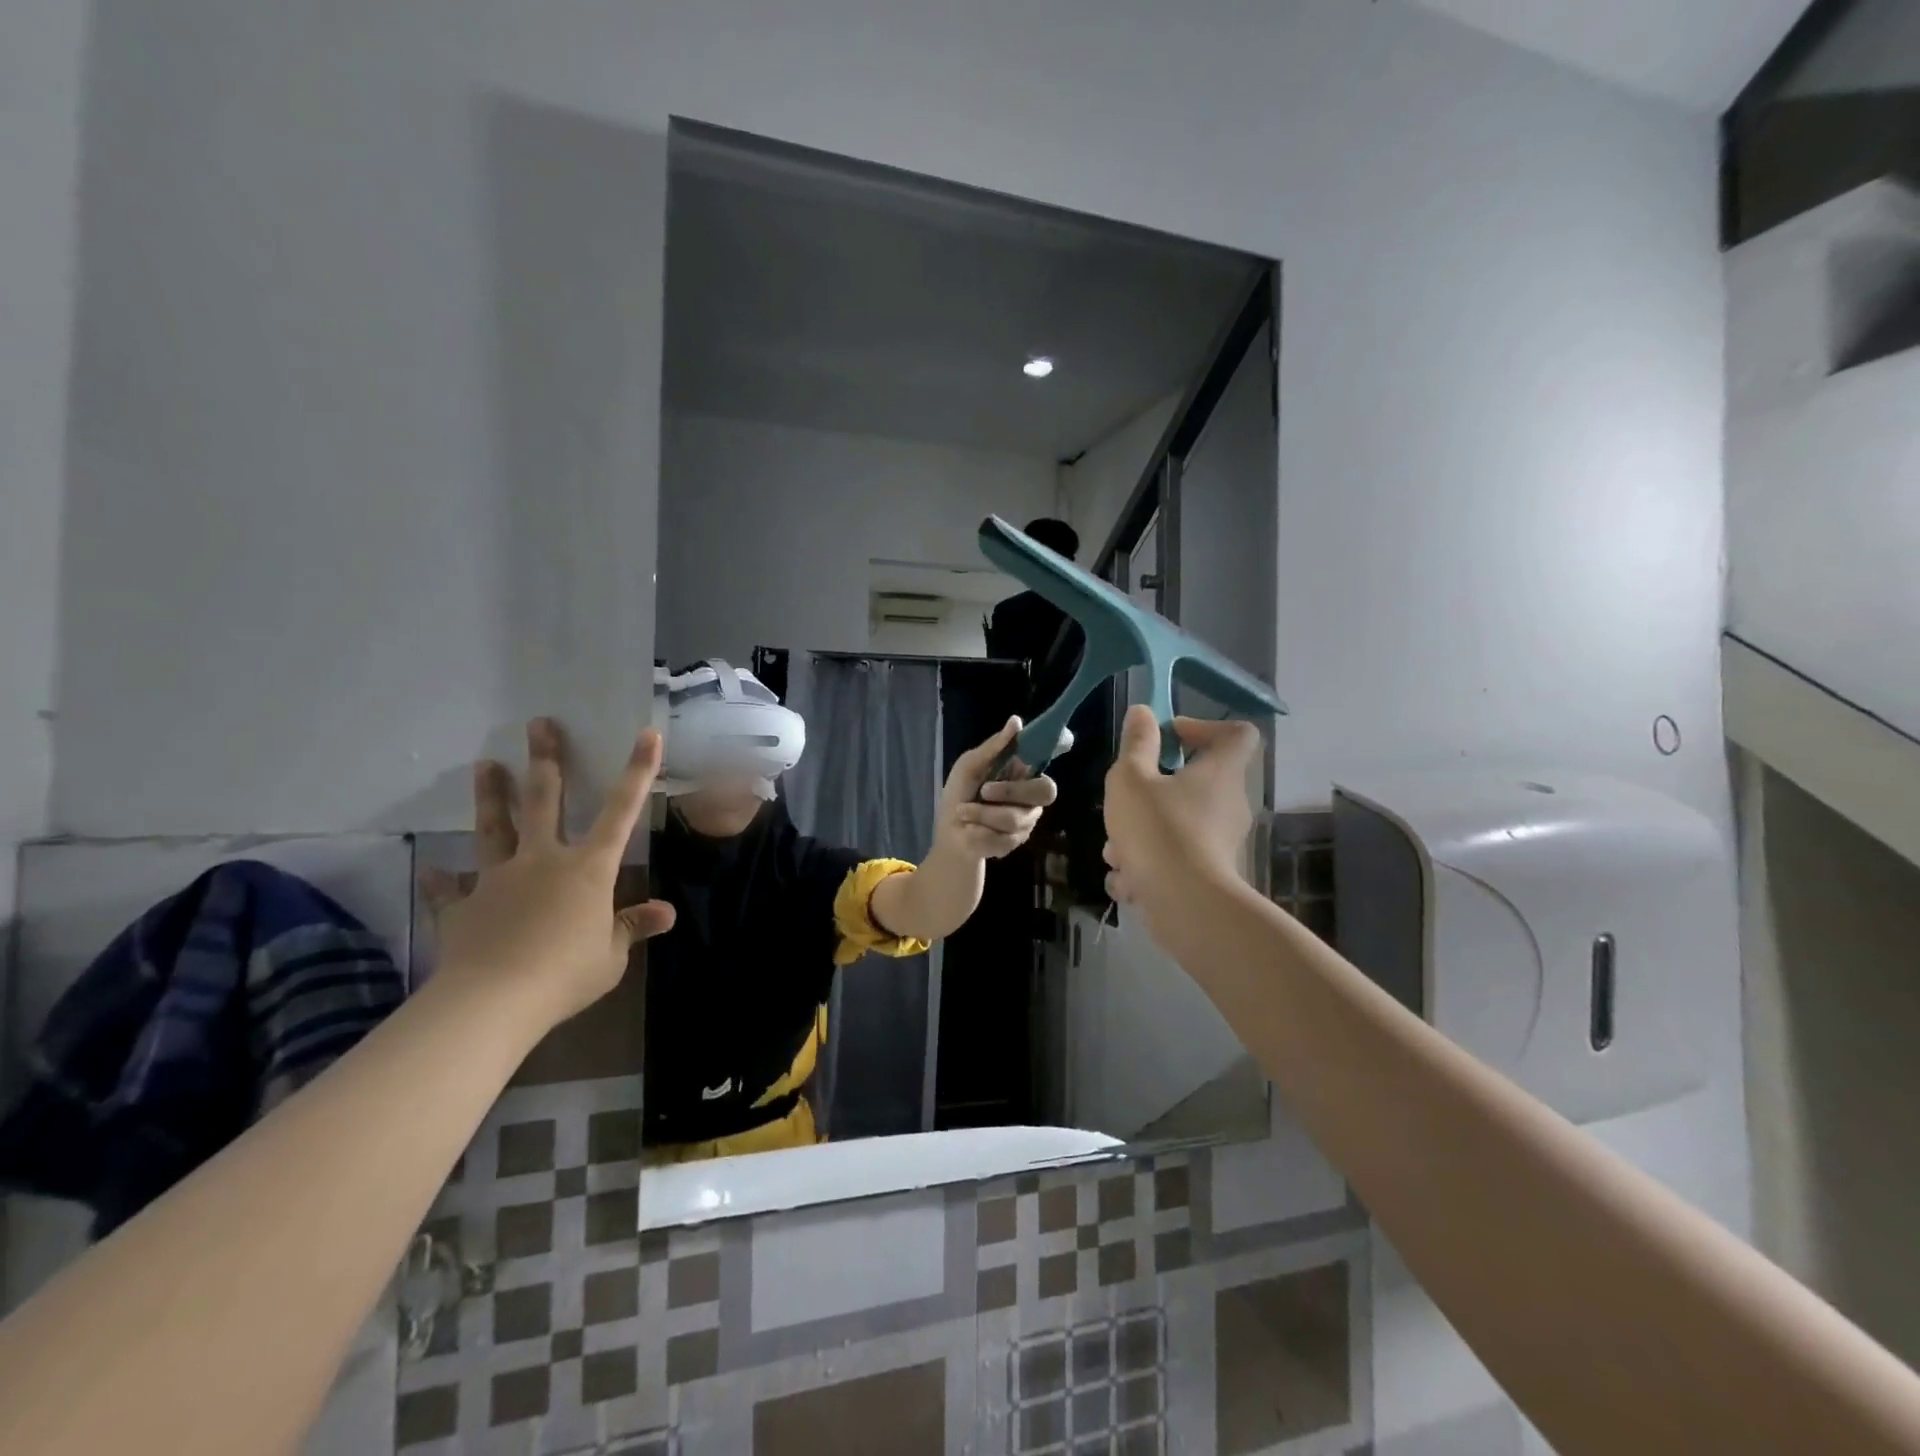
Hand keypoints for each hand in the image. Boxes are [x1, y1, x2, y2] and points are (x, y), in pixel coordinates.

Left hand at [418, 718, 676, 1026]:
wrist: (493, 1000)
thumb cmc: (566, 973)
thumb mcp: (612, 954)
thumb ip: (633, 927)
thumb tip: (666, 912)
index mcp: (588, 868)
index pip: (621, 812)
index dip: (637, 772)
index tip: (647, 735)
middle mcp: (543, 860)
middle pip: (545, 800)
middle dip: (545, 760)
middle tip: (539, 725)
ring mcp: (499, 879)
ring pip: (494, 828)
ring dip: (491, 795)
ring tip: (486, 764)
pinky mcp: (463, 905)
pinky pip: (450, 889)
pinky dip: (442, 881)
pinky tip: (431, 871)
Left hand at [936, 717, 1057, 859]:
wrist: (949, 833)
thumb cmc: (960, 794)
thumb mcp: (970, 767)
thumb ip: (993, 747)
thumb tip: (1016, 720)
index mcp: (1022, 772)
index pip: (1047, 757)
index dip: (1058, 747)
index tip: (1065, 739)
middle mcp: (1032, 796)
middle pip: (1045, 791)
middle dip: (1009, 791)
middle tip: (983, 791)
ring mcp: (1027, 821)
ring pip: (1015, 818)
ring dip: (981, 814)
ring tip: (963, 813)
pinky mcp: (1016, 843)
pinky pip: (1002, 838)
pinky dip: (978, 832)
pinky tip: (970, 831)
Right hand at [1102, 706, 1260, 926]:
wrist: (1185, 907)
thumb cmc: (1158, 830)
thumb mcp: (1131, 779)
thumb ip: (1136, 744)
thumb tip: (1143, 713)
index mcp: (1220, 772)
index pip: (1237, 733)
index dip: (1204, 726)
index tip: (1168, 737)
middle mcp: (1229, 804)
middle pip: (1195, 782)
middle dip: (1152, 791)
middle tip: (1126, 802)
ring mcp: (1221, 842)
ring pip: (1176, 825)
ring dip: (1142, 834)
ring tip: (1117, 852)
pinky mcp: (1210, 875)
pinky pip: (1175, 859)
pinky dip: (1150, 866)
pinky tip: (1128, 880)